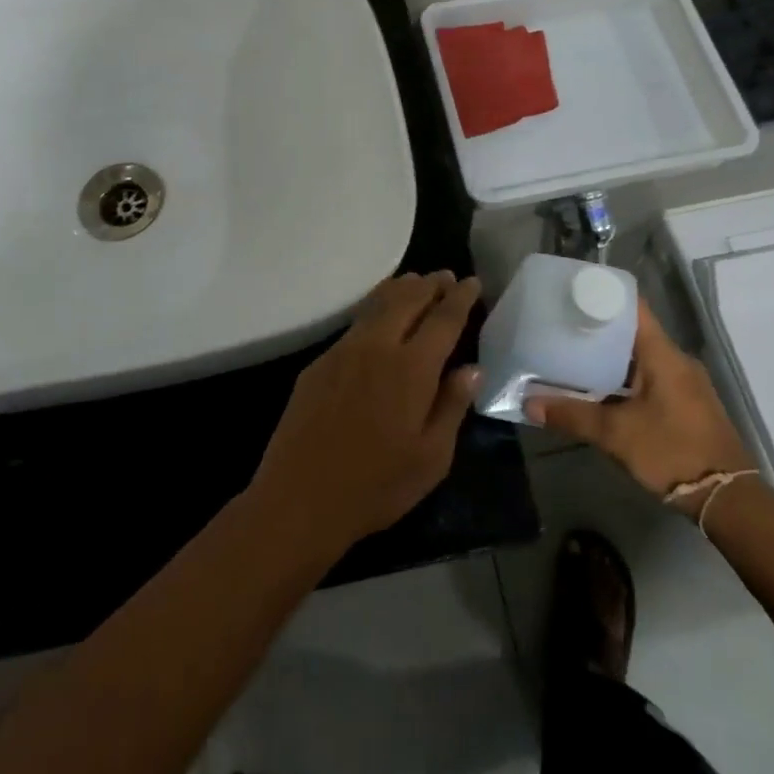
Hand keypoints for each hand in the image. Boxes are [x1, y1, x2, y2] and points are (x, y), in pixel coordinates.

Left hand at [251, 272, 482, 557]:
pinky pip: (355, 323)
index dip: (460, 298)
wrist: (301, 497)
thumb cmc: (376, 486)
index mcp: (411, 368)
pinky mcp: (320, 362)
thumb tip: (472, 368)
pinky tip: (379, 315)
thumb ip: (452, 406)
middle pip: (408, 300)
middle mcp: (377, 347)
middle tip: (446, 276)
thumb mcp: (431, 458)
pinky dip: (375, 308)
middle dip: (430, 284)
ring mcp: (344, 350)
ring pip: (377, 304)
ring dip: (401, 289)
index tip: (472, 282)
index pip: (443, 319)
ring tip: (416, 281)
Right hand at [526, 302, 752, 506]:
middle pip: (634, 331)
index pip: (633, 307)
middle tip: (562, 326)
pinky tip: (600, 389)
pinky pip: (651, 376)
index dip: (603, 295)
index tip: (572, 293)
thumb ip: (572, 415)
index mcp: (663, 354)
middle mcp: (677, 360)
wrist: (727, 499)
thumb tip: (529, 404)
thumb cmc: (672, 452)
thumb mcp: (615, 434)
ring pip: (641, 357)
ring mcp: (685, 383)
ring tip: (573, 355)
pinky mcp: (687, 403)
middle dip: (598, 329)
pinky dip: (625, 377)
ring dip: (610, 356)